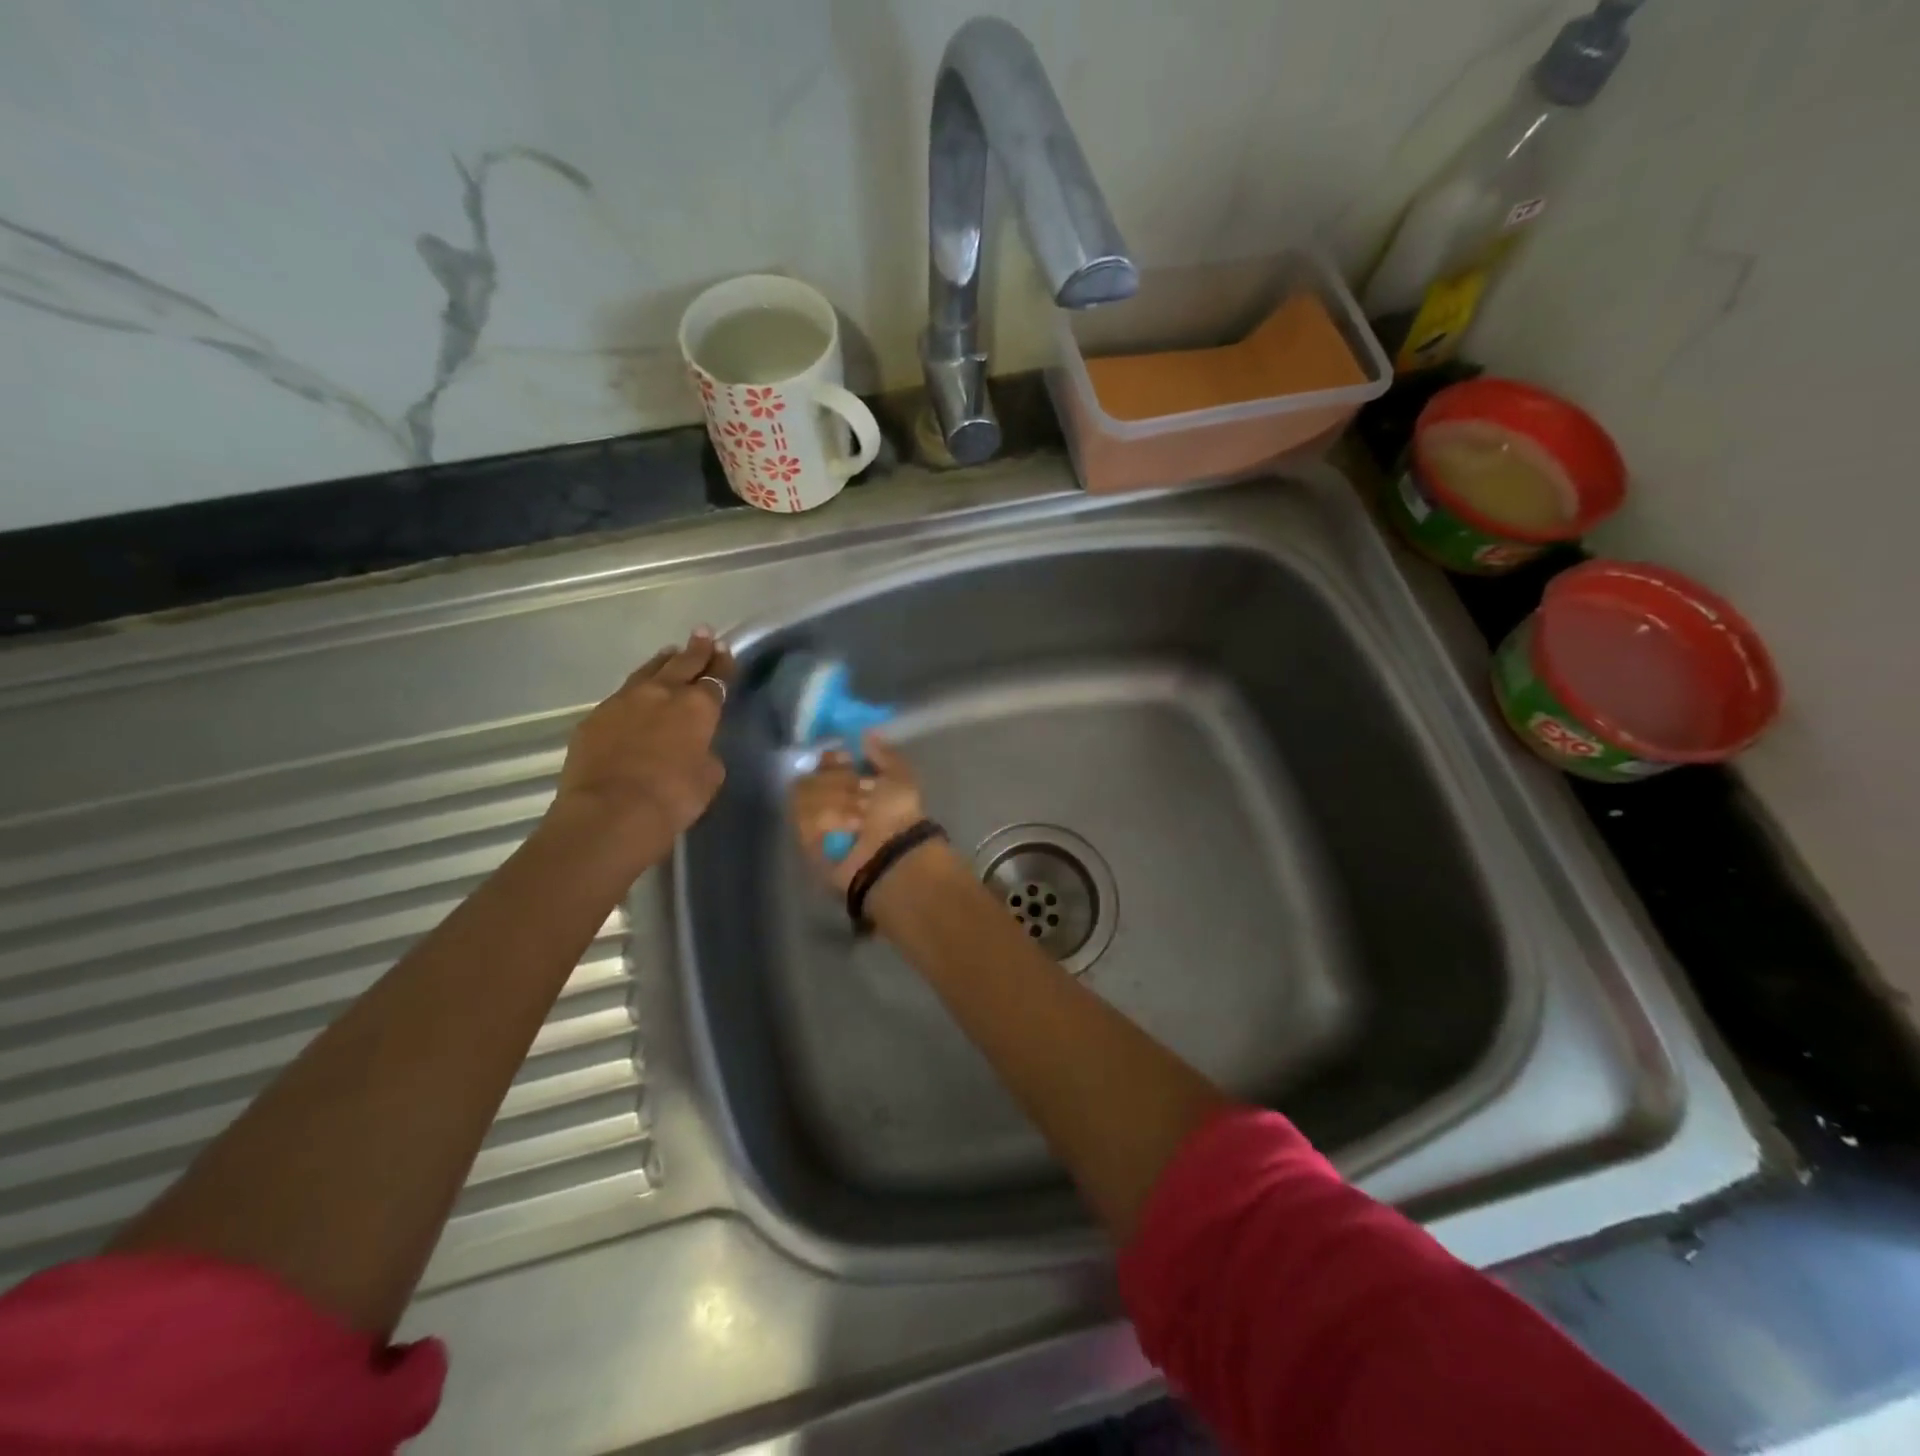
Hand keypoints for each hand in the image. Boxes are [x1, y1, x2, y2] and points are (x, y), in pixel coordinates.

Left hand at [549, 629, 733, 868]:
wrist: (611, 812)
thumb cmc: (673, 797)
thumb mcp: (709, 777)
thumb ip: (706, 753)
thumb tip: (697, 747)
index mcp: (697, 707)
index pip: (715, 679)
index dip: (722, 666)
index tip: (725, 653)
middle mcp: (662, 694)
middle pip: (682, 664)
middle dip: (696, 649)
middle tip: (704, 633)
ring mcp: (624, 702)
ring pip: (648, 672)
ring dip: (663, 662)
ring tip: (670, 652)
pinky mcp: (595, 717)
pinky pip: (621, 695)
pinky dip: (635, 690)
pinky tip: (636, 693)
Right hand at [789, 734, 927, 893]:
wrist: (894, 853)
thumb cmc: (899, 813)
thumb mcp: (899, 777)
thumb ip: (883, 753)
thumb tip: (867, 734)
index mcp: (850, 785)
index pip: (823, 762)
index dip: (832, 759)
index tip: (846, 760)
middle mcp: (828, 802)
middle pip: (811, 775)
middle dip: (837, 781)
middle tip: (861, 794)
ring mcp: (814, 823)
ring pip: (804, 793)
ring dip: (837, 801)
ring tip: (859, 817)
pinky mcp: (806, 842)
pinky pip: (804, 817)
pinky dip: (829, 818)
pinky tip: (849, 827)